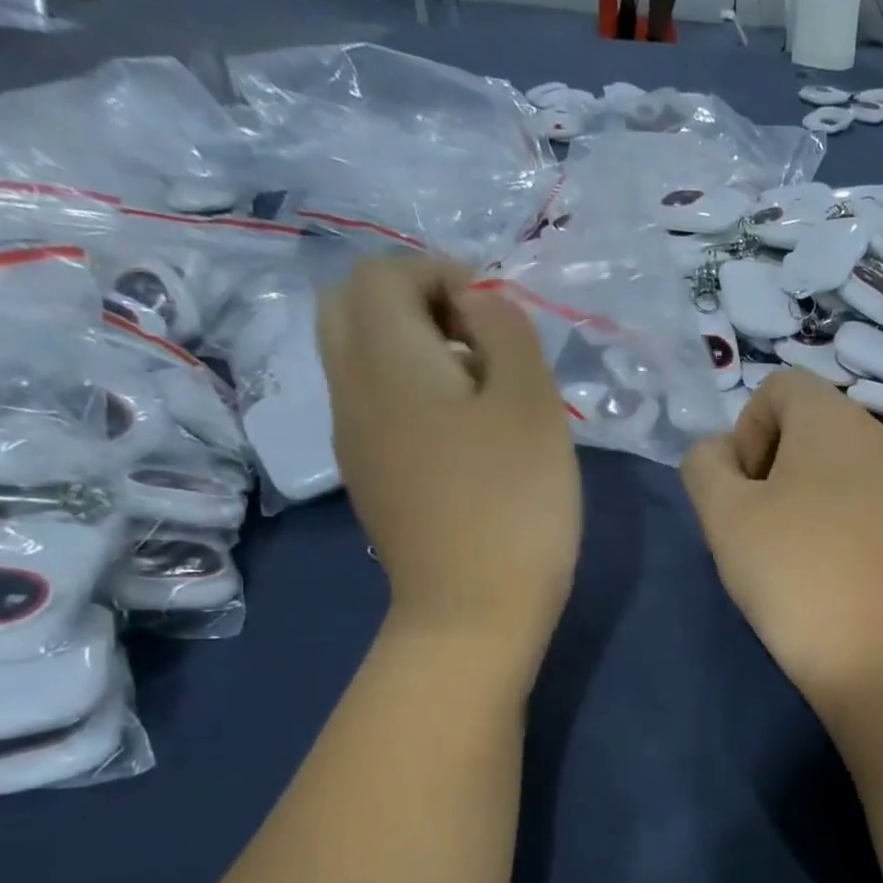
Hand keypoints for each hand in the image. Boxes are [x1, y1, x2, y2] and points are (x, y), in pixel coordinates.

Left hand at [316, 256, 580, 663]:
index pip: (384, 272)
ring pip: (358, 354)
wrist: (473, 610)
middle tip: (481, 335)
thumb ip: (506, 331)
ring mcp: (353, 438)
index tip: (500, 313)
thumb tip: (478, 301)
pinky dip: (408, 387)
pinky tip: (463, 432)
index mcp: (385, 360)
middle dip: (415, 299)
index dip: (443, 272)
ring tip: (481, 384)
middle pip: (351, 305)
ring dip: (412, 344)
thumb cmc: (514, 503)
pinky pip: (373, 401)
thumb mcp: (532, 404)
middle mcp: (350, 388)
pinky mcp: (370, 476)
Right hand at [682, 370, 882, 706]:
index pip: (777, 387)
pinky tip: (814, 555)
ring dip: (790, 487)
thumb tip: (721, 455)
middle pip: (802, 419)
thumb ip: (703, 463)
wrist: (866, 650)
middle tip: (755, 518)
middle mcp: (873, 433)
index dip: (746, 431)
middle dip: (765, 459)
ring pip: (824, 457)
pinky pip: (849, 488)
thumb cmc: (789, 569)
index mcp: (834, 417)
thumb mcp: (722, 511)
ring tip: (781, 542)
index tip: (743, 488)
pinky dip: (822, 507)